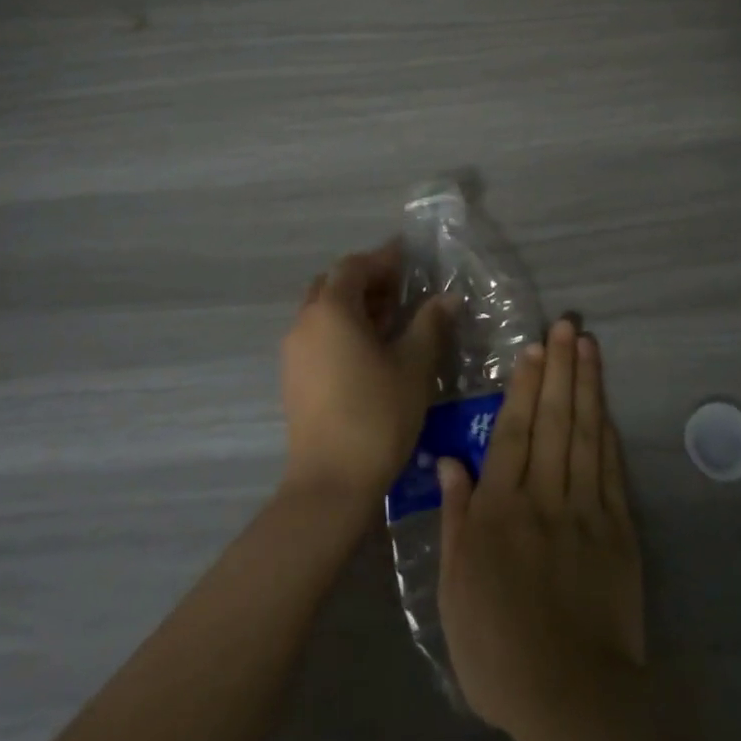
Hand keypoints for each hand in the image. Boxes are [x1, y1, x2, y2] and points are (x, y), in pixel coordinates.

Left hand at [281, 243, 450, 505]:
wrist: (330, 483)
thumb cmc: (377, 415)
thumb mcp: (414, 366)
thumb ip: (430, 324)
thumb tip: (447, 298)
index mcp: (332, 309)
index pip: (356, 266)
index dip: (384, 258)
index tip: (410, 257)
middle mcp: (305, 321)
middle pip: (335, 283)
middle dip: (367, 279)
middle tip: (402, 289)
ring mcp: (294, 350)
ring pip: (323, 309)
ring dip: (354, 304)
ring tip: (391, 320)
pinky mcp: (293, 376)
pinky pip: (317, 334)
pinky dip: (342, 328)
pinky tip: (370, 349)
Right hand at [437, 317, 646, 740]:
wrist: (570, 696)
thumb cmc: (496, 645)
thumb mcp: (454, 586)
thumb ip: (455, 517)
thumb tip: (449, 460)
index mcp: (502, 509)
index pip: (514, 432)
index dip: (524, 386)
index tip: (534, 347)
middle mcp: (545, 497)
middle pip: (553, 420)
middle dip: (561, 368)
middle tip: (568, 325)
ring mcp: (586, 511)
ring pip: (585, 435)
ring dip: (587, 386)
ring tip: (589, 346)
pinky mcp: (618, 532)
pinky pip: (612, 472)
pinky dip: (608, 434)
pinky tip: (606, 406)